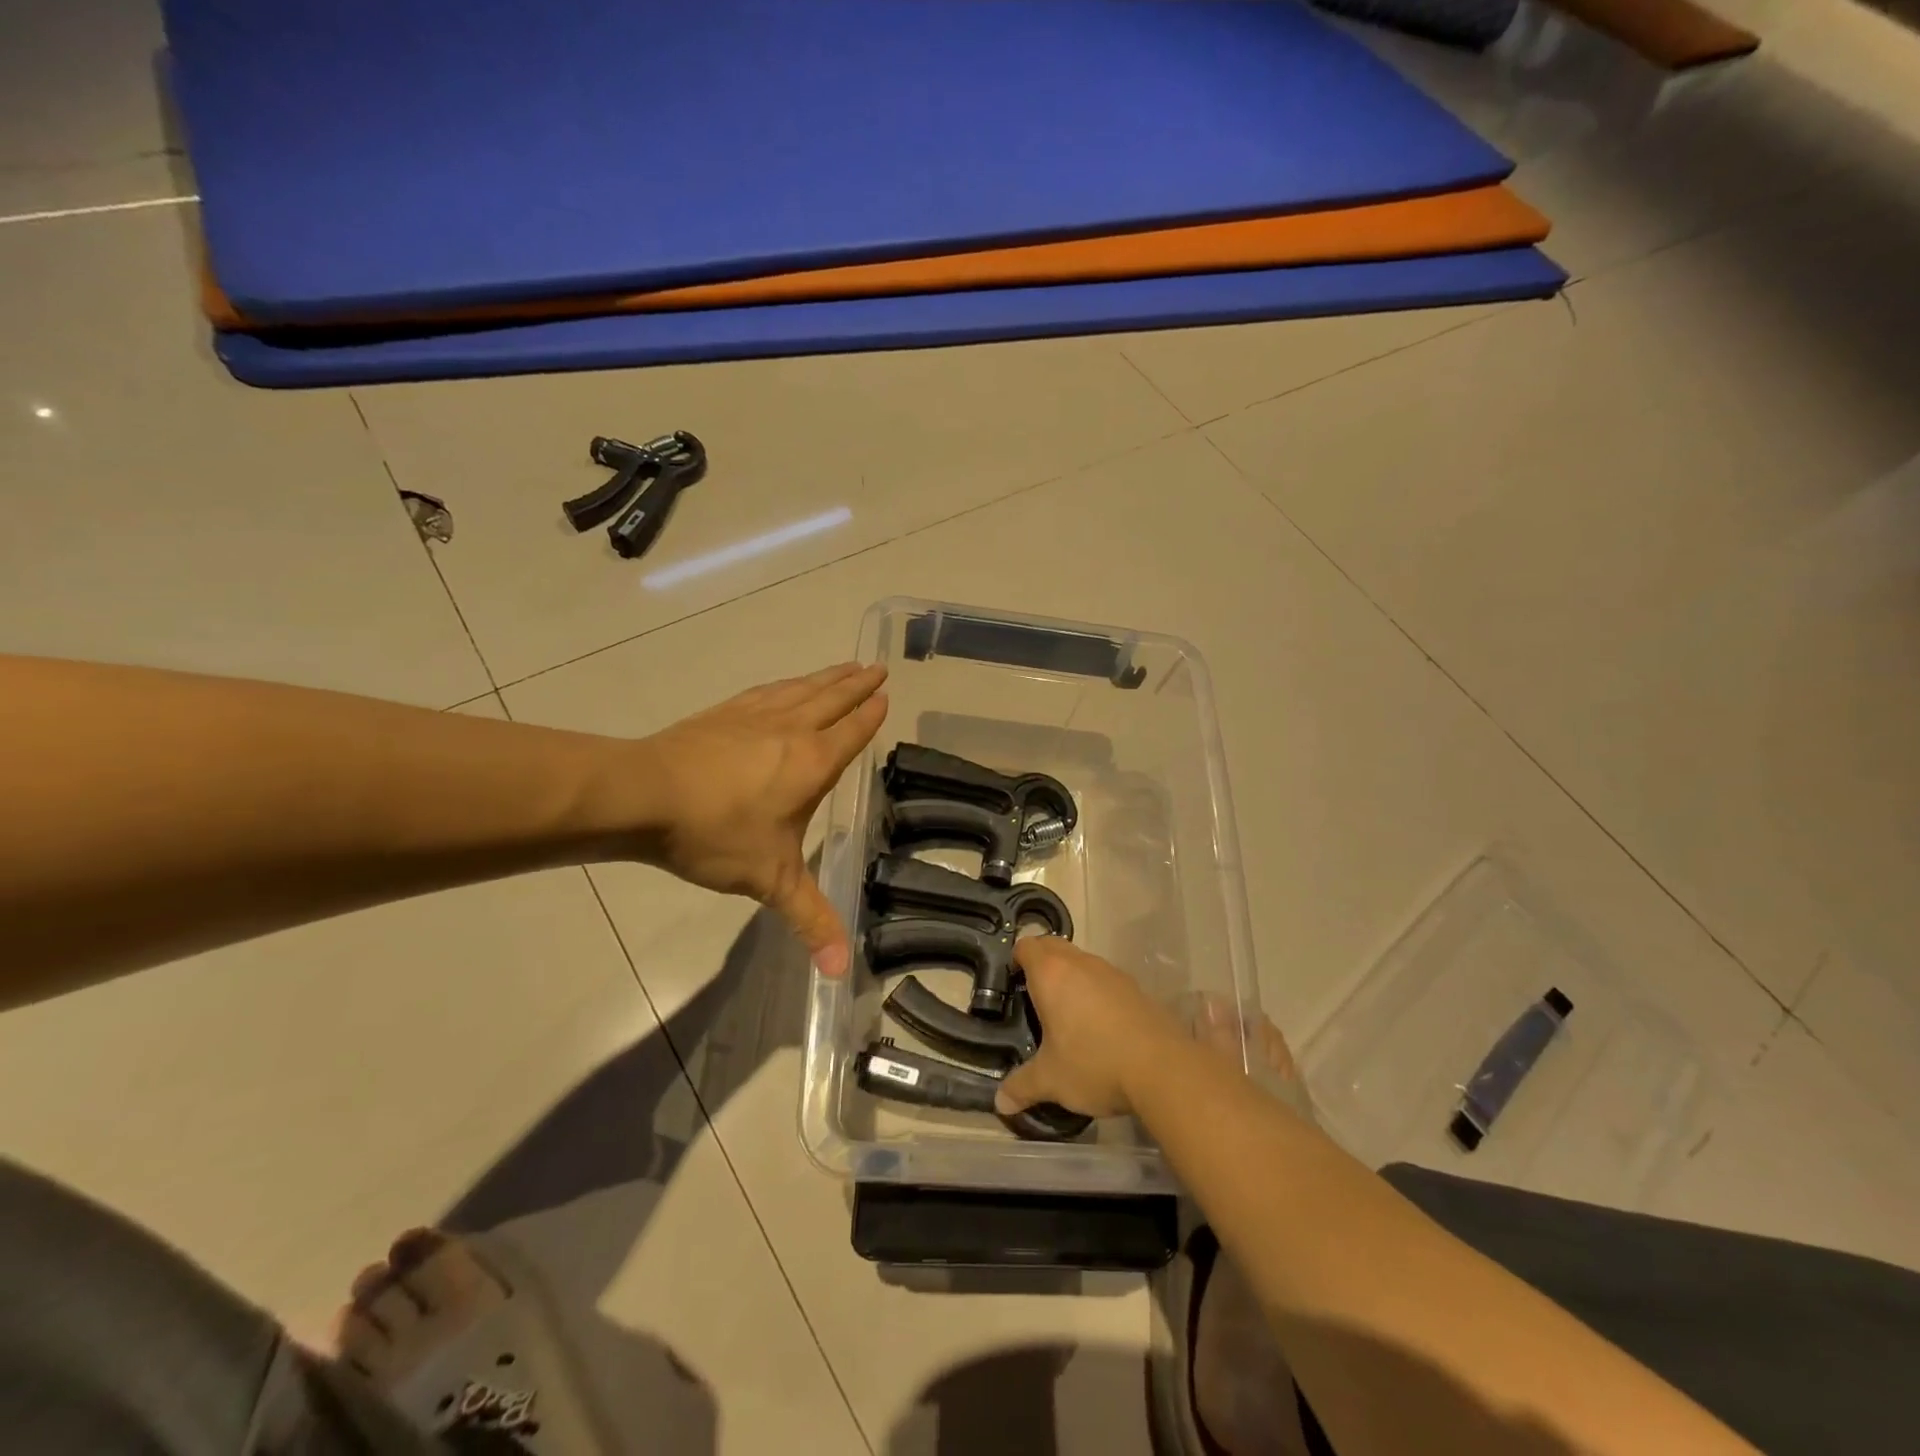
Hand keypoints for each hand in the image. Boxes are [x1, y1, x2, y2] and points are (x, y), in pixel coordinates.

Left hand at [639, 663, 886, 975]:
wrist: (643, 795)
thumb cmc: (716, 834)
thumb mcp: (771, 881)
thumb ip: (810, 921)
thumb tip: (840, 973)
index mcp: (813, 763)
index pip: (852, 732)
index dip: (870, 715)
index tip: (885, 695)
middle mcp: (791, 730)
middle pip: (832, 700)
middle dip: (857, 685)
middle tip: (877, 668)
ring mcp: (754, 716)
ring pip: (801, 689)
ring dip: (826, 677)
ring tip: (844, 666)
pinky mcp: (723, 713)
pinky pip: (767, 691)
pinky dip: (785, 684)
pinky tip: (784, 685)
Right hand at [994, 937, 1182, 1118]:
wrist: (1163, 1068)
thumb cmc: (1093, 1064)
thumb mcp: (1051, 1080)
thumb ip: (1022, 1086)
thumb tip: (1000, 1102)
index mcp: (1051, 974)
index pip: (1026, 946)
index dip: (1016, 959)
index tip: (1012, 983)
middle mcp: (1080, 963)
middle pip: (1053, 945)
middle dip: (1041, 962)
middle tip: (1034, 995)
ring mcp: (1111, 972)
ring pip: (1081, 961)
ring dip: (1070, 976)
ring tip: (1066, 1013)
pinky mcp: (1135, 987)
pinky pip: (1105, 978)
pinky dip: (1096, 991)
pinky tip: (1099, 1025)